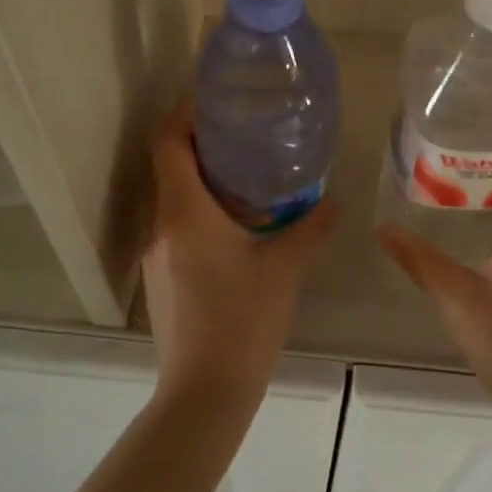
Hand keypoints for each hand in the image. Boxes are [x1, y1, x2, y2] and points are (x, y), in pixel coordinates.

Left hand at [141, 100, 338, 414]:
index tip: (214, 96)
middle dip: (203, 141)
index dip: (185, 111)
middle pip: (170, 164)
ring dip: (204, 178)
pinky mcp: (163, 277)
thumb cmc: (242, 321)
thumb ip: (311, 227)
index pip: (168, 141)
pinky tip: (239, 226)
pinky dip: (202, 210)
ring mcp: (157, 254)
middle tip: (246, 130)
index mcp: (184, 212)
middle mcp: (162, 225)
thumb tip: (334, 200)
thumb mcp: (285, 268)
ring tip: (249, 174)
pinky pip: (178, 226)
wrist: (203, 395)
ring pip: (175, 197)